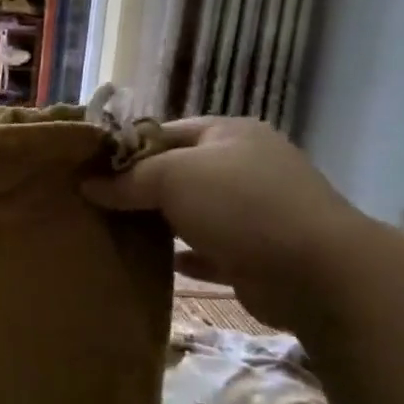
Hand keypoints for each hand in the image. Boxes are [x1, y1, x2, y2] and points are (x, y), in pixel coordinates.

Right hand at [83, 117, 373, 326]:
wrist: (316, 272)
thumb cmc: (240, 205)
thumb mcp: (173, 177)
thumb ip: (128, 180)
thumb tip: (87, 185)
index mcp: (229, 134)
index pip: (165, 132)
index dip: (126, 149)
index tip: (89, 171)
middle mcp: (244, 167)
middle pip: (178, 173)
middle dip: (139, 188)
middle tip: (95, 204)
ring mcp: (254, 212)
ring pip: (192, 213)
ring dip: (159, 223)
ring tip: (114, 233)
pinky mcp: (255, 254)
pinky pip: (208, 251)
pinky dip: (184, 257)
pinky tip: (156, 264)